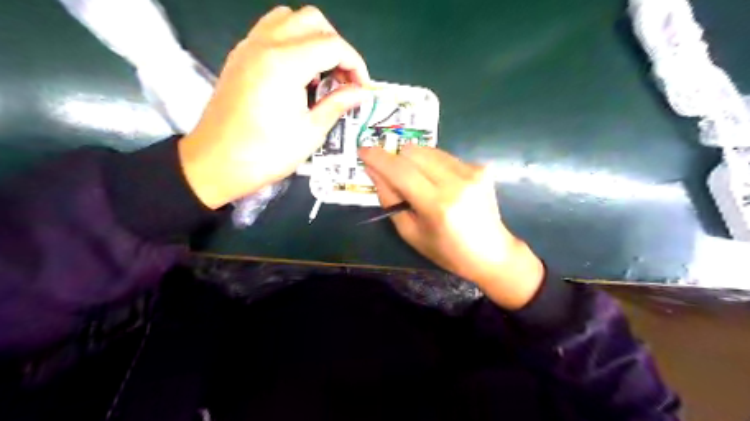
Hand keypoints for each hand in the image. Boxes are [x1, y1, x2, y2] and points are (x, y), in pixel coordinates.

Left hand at [179, 4, 370, 207]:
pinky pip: (270, 30)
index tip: (362, 88)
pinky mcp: (240, 56)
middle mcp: (265, 44)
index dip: (355, 64)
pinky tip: (297, 71)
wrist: (215, 163)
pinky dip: (292, 40)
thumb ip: (337, 105)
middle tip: (343, 79)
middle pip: (313, 21)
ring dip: (314, 38)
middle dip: (337, 46)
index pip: (333, 45)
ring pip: (290, 18)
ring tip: (321, 72)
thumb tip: (360, 93)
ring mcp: (249, 46)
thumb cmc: (266, 154)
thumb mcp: (310, 133)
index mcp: (285, 64)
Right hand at [359, 145, 544, 308]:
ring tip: (418, 183)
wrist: (491, 252)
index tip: (362, 150)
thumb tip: (373, 170)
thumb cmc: (446, 251)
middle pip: (413, 152)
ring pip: (428, 150)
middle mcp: (456, 182)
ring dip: (413, 161)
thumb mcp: (410, 232)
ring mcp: (472, 171)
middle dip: (396, 159)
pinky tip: (438, 183)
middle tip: (392, 175)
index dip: (378, 158)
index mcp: (437, 205)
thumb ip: (389, 199)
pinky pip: (443, 156)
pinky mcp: (480, 167)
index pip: (400, 170)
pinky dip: (432, 165)